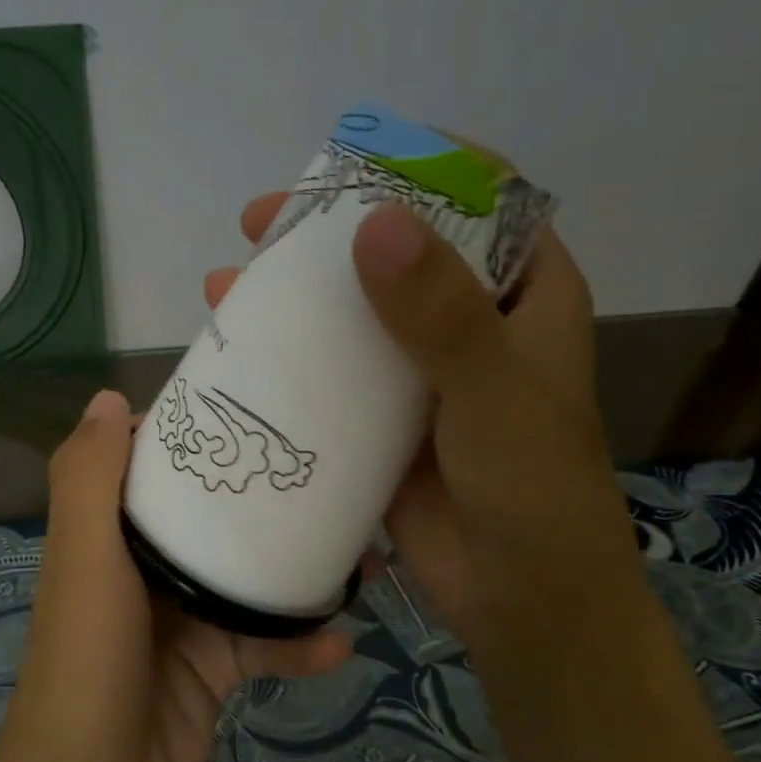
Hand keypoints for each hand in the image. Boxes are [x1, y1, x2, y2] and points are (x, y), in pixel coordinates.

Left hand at [0, 390, 350, 761]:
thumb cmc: (86, 659)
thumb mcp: (83, 557)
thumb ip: (88, 479)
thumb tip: (108, 397)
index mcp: (109, 534)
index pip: (149, 467)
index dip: (190, 435)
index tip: (246, 406)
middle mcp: (143, 568)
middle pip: (207, 517)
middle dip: (258, 496)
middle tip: (325, 470)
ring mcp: (181, 620)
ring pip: (246, 577)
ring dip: (296, 567)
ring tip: (362, 550)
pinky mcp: (213, 669)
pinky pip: (264, 644)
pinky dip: (299, 643)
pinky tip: (342, 640)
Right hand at [206, 194, 640, 648]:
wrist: (520, 600)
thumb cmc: (531, 490)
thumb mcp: (494, 394)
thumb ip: (441, 315)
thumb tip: (374, 222)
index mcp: (522, 296)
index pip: (477, 202)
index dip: (417, 169)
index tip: (348, 162)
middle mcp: (468, 323)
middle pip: (396, 250)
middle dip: (328, 231)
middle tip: (259, 222)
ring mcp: (417, 371)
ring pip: (351, 310)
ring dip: (294, 292)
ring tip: (229, 280)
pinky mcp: (378, 417)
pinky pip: (329, 371)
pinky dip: (287, 355)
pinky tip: (235, 347)